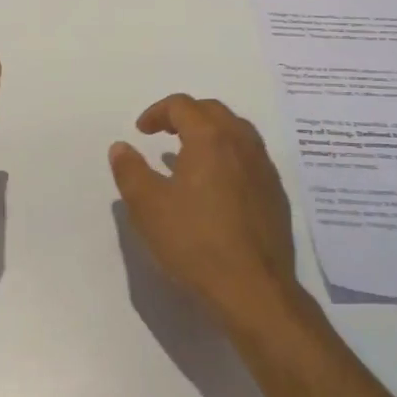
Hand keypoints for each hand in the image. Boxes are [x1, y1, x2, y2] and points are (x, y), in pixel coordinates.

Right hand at [109, 95, 301, 335]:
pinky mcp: (276, 194)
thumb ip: (130, 171)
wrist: (254, 290)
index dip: (157, 112)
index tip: (141, 131)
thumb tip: (121, 147)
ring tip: (190, 156)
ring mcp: (264, 168)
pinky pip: (250, 157)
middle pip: (213, 111)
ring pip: (237, 131)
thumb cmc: (195, 243)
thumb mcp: (147, 207)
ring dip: (210, 133)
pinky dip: (229, 156)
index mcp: (210, 139)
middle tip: (164, 134)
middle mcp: (242, 144)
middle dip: (185, 116)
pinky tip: (217, 186)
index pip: (183, 106)